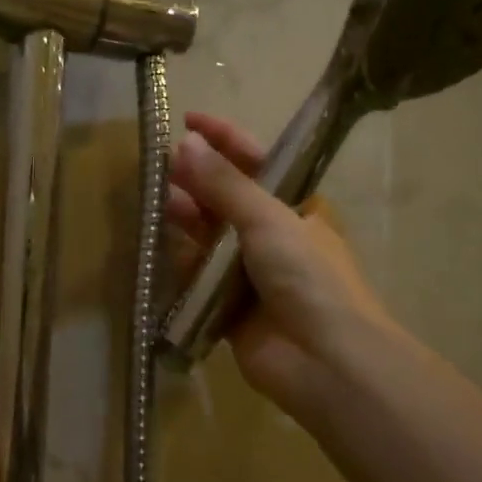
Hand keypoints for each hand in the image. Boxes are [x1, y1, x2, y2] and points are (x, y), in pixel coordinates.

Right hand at [167, 112, 396, 425]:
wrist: (325, 361)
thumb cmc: (309, 277)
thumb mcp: (269, 219)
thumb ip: (224, 185)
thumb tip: (184, 144)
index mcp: (296, 207)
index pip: (257, 161)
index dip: (225, 138)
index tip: (188, 120)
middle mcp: (273, 236)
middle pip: (227, 198)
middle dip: (197, 178)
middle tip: (160, 164)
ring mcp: (250, 273)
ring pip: (209, 236)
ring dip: (186, 216)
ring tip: (155, 200)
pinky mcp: (227, 306)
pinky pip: (198, 276)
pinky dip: (181, 261)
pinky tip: (158, 244)